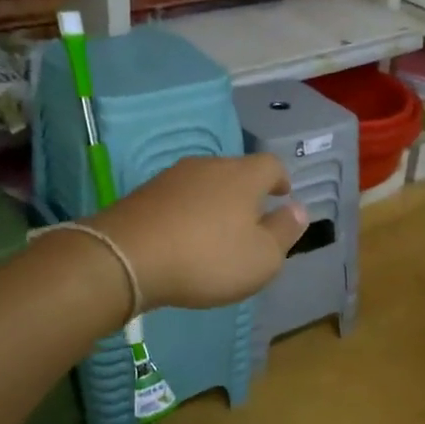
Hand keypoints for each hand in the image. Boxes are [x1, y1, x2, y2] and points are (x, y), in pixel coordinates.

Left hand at [97, 155, 306, 310]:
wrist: (126, 259)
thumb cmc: (207, 258)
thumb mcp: (262, 257)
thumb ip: (284, 231)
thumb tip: (298, 209)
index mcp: (243, 176)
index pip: (272, 165)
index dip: (281, 180)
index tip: (283, 196)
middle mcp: (208, 166)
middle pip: (237, 172)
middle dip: (247, 193)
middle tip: (252, 221)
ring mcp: (172, 177)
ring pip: (205, 184)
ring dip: (216, 203)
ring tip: (217, 232)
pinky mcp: (144, 194)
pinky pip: (178, 199)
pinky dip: (188, 214)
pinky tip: (184, 239)